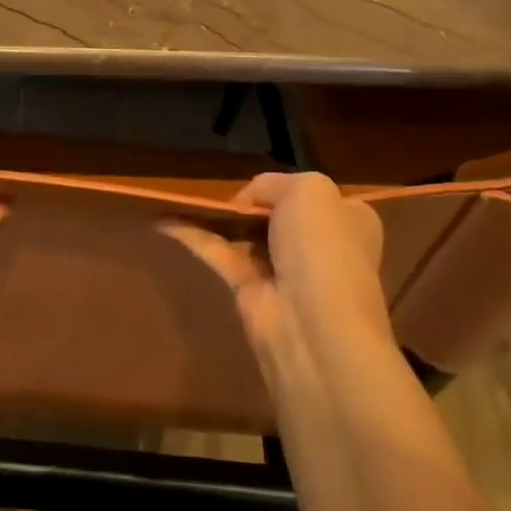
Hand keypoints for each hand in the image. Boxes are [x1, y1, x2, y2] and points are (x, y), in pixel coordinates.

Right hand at [162, 172, 391, 373]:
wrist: (312, 326)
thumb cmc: (322, 249)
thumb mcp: (307, 190)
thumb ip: (271, 183)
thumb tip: (245, 203)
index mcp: (346, 219)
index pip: (309, 194)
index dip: (282, 187)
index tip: (255, 186)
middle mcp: (318, 244)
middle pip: (274, 213)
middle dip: (246, 202)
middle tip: (214, 191)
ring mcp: (282, 269)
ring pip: (243, 233)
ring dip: (216, 218)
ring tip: (180, 198)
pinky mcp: (249, 290)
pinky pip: (217, 252)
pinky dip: (192, 236)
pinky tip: (164, 221)